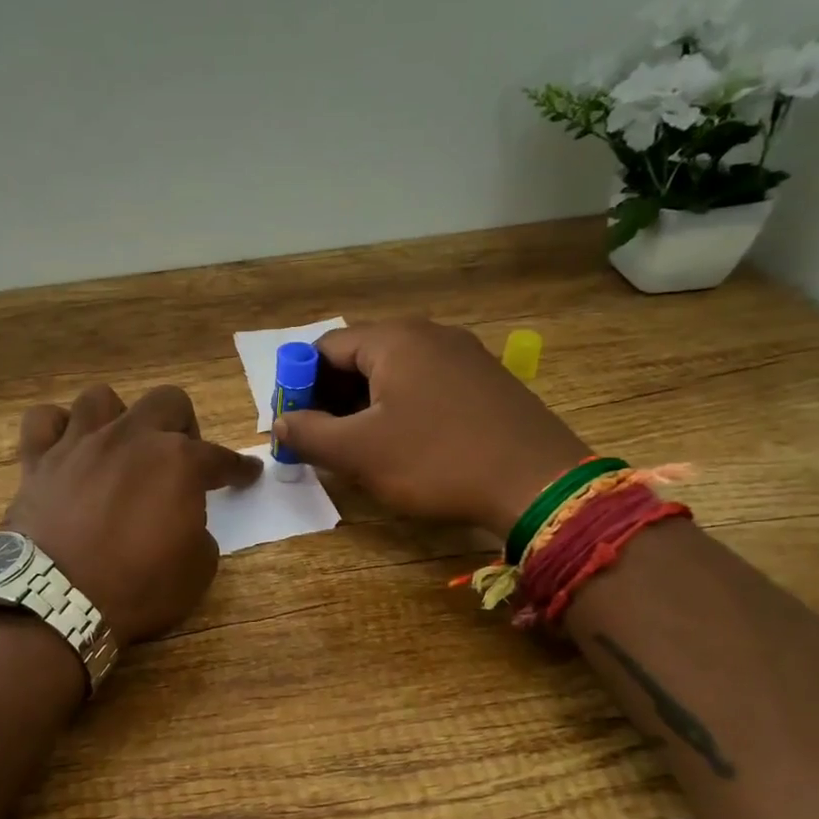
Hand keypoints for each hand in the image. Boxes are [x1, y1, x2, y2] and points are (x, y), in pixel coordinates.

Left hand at [4, 384, 260, 645]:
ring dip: (118, 418)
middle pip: (167, 401)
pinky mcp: (38, 460)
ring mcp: (79, 444)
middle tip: (178, 460)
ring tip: (120, 449)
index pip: (221, 457)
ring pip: (100, 398)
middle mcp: (130, 438)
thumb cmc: (137, 588)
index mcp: (178, 462)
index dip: (238, 468)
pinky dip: (57, 428)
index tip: (247, 474)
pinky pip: (44, 420)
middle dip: (182, 425)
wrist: (59, 601)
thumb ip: (198, 530)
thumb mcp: (197, 569)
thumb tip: (183, 519)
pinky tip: (66, 447)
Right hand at [272, 318, 592, 534]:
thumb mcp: (359, 452)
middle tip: (322, 439)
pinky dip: (401, 408)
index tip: (294, 424)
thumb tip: (279, 421)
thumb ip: (308, 433)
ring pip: (394, 373)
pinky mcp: (487, 382)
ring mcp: (464, 356)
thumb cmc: (436, 460)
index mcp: (394, 339)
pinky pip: (426, 386)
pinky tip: (405, 445)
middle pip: (360, 357)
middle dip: (331, 397)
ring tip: (358, 448)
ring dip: (365, 406)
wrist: (539, 484)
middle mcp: (430, 334)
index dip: (299, 384)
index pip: (325, 348)